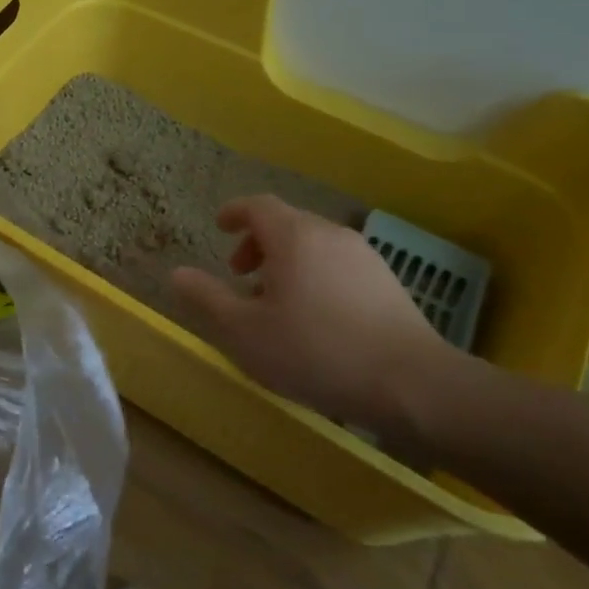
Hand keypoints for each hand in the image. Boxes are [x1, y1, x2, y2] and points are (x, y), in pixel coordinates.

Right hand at [170, 196, 465, 446]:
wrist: (411, 383)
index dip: (234, 213)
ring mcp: (364, 257)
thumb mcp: (244, 331)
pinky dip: (313, 274)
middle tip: (239, 275)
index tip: (219, 228)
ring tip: (274, 301)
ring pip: (313, 245)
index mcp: (294, 236)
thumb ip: (207, 298)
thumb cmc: (314, 351)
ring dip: (285, 262)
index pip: (258, 205)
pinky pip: (337, 264)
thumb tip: (177, 273)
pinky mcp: (387, 282)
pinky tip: (313, 317)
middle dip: (257, 243)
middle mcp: (330, 234)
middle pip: (286, 223)